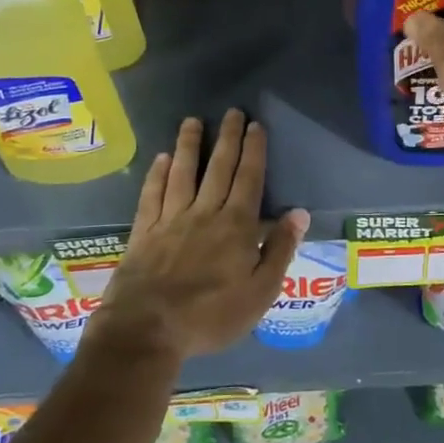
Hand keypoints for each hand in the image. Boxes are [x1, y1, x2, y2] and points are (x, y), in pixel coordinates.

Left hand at [90, 109, 308, 362]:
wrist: (147, 330)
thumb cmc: (211, 316)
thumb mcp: (260, 292)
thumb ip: (279, 250)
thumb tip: (299, 213)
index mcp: (236, 226)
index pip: (249, 179)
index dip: (254, 150)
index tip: (256, 125)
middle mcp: (205, 213)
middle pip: (219, 168)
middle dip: (228, 138)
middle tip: (232, 112)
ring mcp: (171, 220)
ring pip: (183, 173)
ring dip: (190, 145)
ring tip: (193, 121)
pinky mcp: (144, 232)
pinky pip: (152, 194)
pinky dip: (158, 174)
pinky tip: (162, 158)